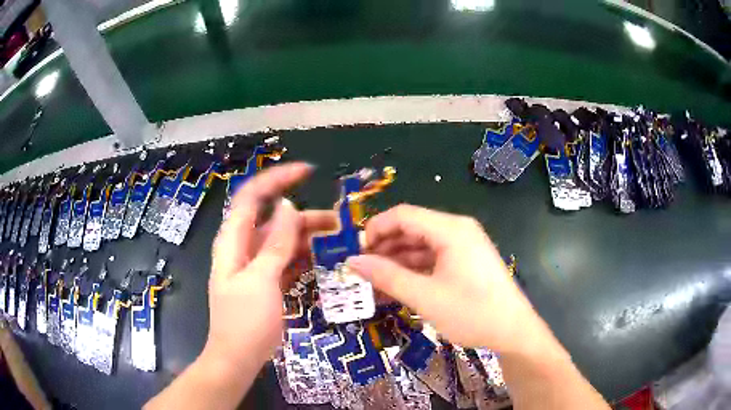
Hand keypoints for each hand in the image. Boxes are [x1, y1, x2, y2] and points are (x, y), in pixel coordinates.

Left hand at [205, 163, 334, 370]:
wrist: (238, 358)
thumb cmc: (244, 321)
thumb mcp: (261, 280)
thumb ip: (276, 243)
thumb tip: (289, 205)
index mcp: (234, 240)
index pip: (253, 196)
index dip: (277, 179)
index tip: (308, 173)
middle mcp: (245, 247)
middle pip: (275, 219)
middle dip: (305, 216)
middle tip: (339, 223)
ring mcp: (257, 265)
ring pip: (285, 240)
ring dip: (309, 238)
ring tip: (340, 242)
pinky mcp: (268, 281)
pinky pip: (288, 260)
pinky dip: (305, 257)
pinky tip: (326, 260)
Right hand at [347, 204, 545, 353]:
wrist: (513, 331)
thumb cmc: (471, 312)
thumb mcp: (425, 297)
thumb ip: (387, 276)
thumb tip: (353, 261)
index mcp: (450, 229)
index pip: (403, 215)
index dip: (375, 229)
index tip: (356, 252)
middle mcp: (457, 230)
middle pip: (412, 228)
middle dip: (384, 248)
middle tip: (362, 270)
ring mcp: (464, 246)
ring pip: (421, 245)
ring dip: (397, 262)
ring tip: (375, 283)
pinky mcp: (466, 261)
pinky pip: (434, 259)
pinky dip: (414, 270)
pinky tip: (398, 287)